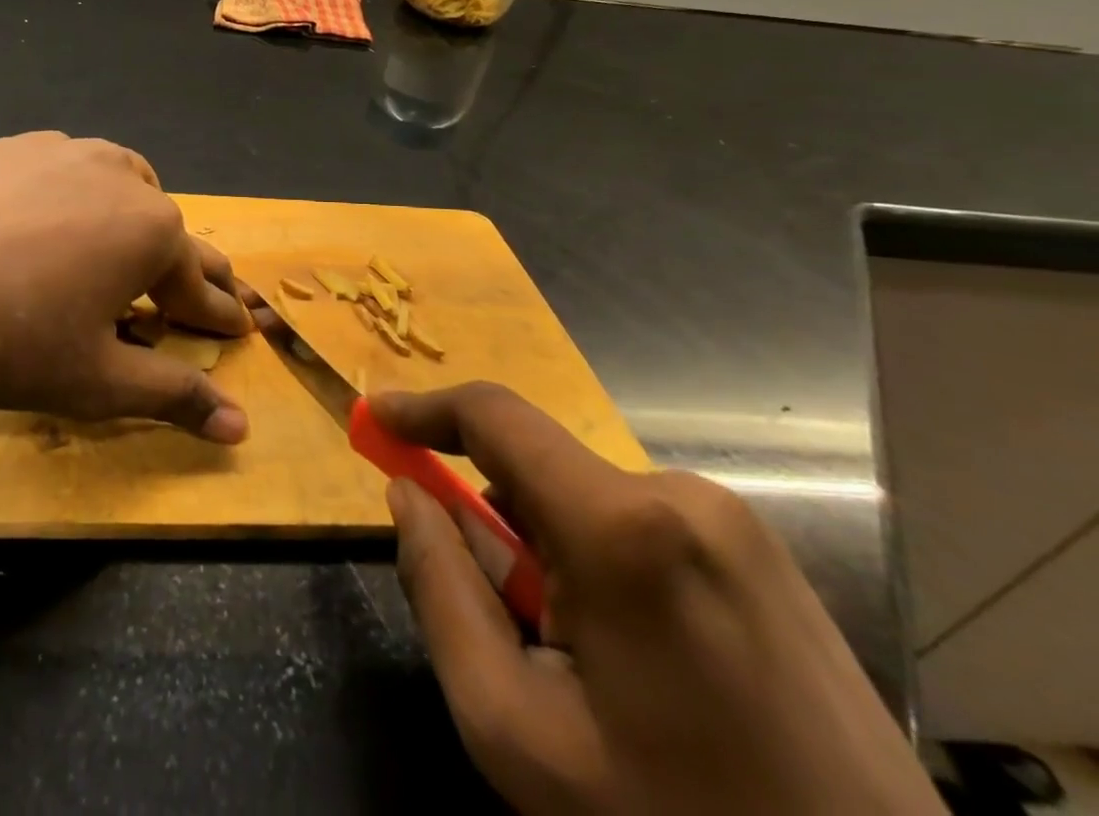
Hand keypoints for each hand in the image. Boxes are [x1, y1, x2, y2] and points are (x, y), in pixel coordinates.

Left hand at [0, 132, 252, 439]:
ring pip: (120, 183)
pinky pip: (65, 169)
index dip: (217, 315)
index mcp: (152, 231)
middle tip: (192, 294)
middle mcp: (120, 176)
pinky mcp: (13, 145)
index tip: (236, 329)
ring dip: (132, 218)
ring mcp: (64, 152)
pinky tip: (47, 220)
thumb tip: (241, 428)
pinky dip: (74, 195)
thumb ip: (174, 396)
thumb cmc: (9, 342)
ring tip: (122, 248)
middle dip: (183, 267)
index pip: (199, 285)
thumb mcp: (98, 381)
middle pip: (166, 229)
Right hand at [371, 383, 943, 815]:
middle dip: (494, 521)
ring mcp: (734, 523)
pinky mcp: (762, 554)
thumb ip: (440, 591)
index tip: (374, 420)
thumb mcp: (516, 729)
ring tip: (582, 663)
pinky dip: (599, 563)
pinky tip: (637, 662)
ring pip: (584, 501)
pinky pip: (637, 524)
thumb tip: (408, 496)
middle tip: (502, 620)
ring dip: (549, 552)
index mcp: (622, 525)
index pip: (493, 416)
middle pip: (537, 470)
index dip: (423, 409)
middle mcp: (681, 495)